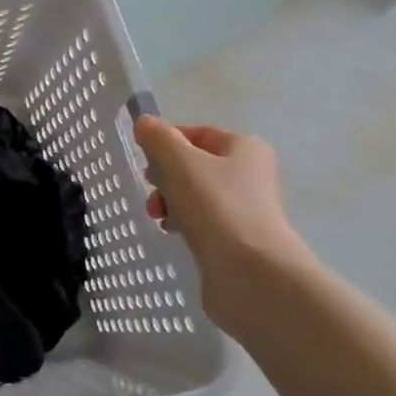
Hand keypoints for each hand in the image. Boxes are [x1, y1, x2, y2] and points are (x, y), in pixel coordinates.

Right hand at [134, 118, 313, 313]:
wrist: (251, 272)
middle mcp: (250, 173)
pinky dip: (183, 222)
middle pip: (192, 164)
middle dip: (164, 176)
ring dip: (169, 200)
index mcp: (244, 147)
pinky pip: (201, 220)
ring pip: (193, 194)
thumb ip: (158, 138)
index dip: (166, 142)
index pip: (196, 133)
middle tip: (152, 189)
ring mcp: (244, 207)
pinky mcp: (236, 238)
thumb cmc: (216, 206)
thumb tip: (145, 123)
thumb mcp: (178, 162)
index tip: (145, 160)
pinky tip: (173, 231)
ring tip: (159, 216)